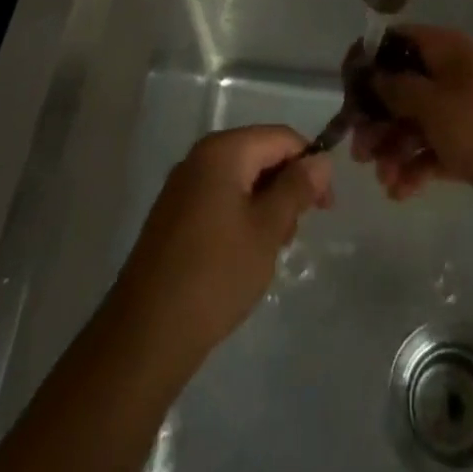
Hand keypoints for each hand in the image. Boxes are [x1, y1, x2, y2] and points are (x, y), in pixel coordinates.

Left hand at [110, 126, 333, 362]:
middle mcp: (200, 157)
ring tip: (269, 250)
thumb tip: (321, 160)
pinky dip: (240, 216)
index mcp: (223, 150)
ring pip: (240, 179)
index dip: (310, 164)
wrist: (146, 334)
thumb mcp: (267, 229)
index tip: (326, 207)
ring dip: (264, 205)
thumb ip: (297, 188)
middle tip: (293, 234)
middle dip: (285, 187)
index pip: (281, 137)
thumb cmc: (216, 274)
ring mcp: (182, 186)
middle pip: (259, 154)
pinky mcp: (172, 215)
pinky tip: (243, 255)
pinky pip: (219, 199)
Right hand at [350, 25, 472, 223]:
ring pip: (413, 123)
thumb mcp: (431, 102)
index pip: (398, 41)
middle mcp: (452, 74)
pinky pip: (430, 150)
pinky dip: (414, 167)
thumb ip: (396, 88)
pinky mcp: (467, 145)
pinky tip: (399, 191)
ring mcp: (461, 111)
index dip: (370, 60)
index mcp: (446, 49)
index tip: (347, 88)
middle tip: (359, 149)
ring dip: (393, 148)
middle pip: (402, 87)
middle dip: (378, 118)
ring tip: (383, 177)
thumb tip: (373, 76)